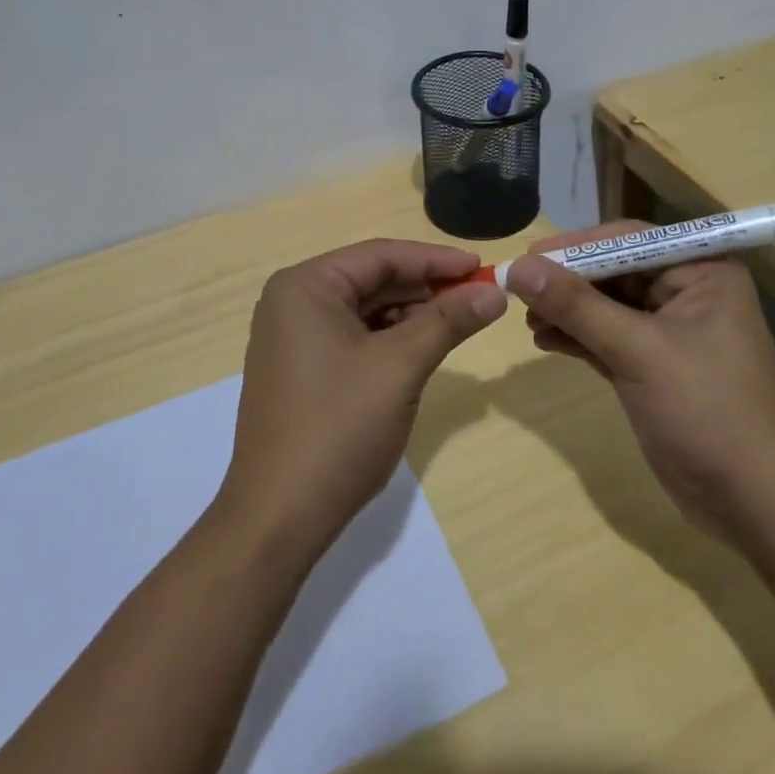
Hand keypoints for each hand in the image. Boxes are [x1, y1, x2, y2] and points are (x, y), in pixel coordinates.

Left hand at [216, 239, 507, 550]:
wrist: (279, 517)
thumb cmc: (338, 428)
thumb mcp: (400, 366)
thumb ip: (448, 321)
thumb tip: (495, 291)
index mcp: (305, 286)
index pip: (380, 255)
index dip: (435, 259)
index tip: (482, 267)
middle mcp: (292, 302)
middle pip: (372, 279)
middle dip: (425, 288)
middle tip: (478, 297)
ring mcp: (292, 338)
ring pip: (364, 310)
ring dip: (410, 315)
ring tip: (457, 324)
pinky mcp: (300, 369)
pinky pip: (352, 337)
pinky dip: (389, 340)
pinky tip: (421, 349)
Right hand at [506, 223, 774, 538]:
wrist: (755, 505)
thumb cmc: (707, 410)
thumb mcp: (638, 351)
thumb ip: (576, 305)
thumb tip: (518, 267)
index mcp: (702, 272)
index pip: (629, 240)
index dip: (577, 246)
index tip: (529, 257)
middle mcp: (688, 293)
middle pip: (614, 271)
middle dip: (567, 282)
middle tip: (519, 290)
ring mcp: (671, 333)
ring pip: (606, 306)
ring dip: (567, 311)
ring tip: (528, 321)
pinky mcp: (655, 367)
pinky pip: (607, 337)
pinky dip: (577, 337)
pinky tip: (545, 340)